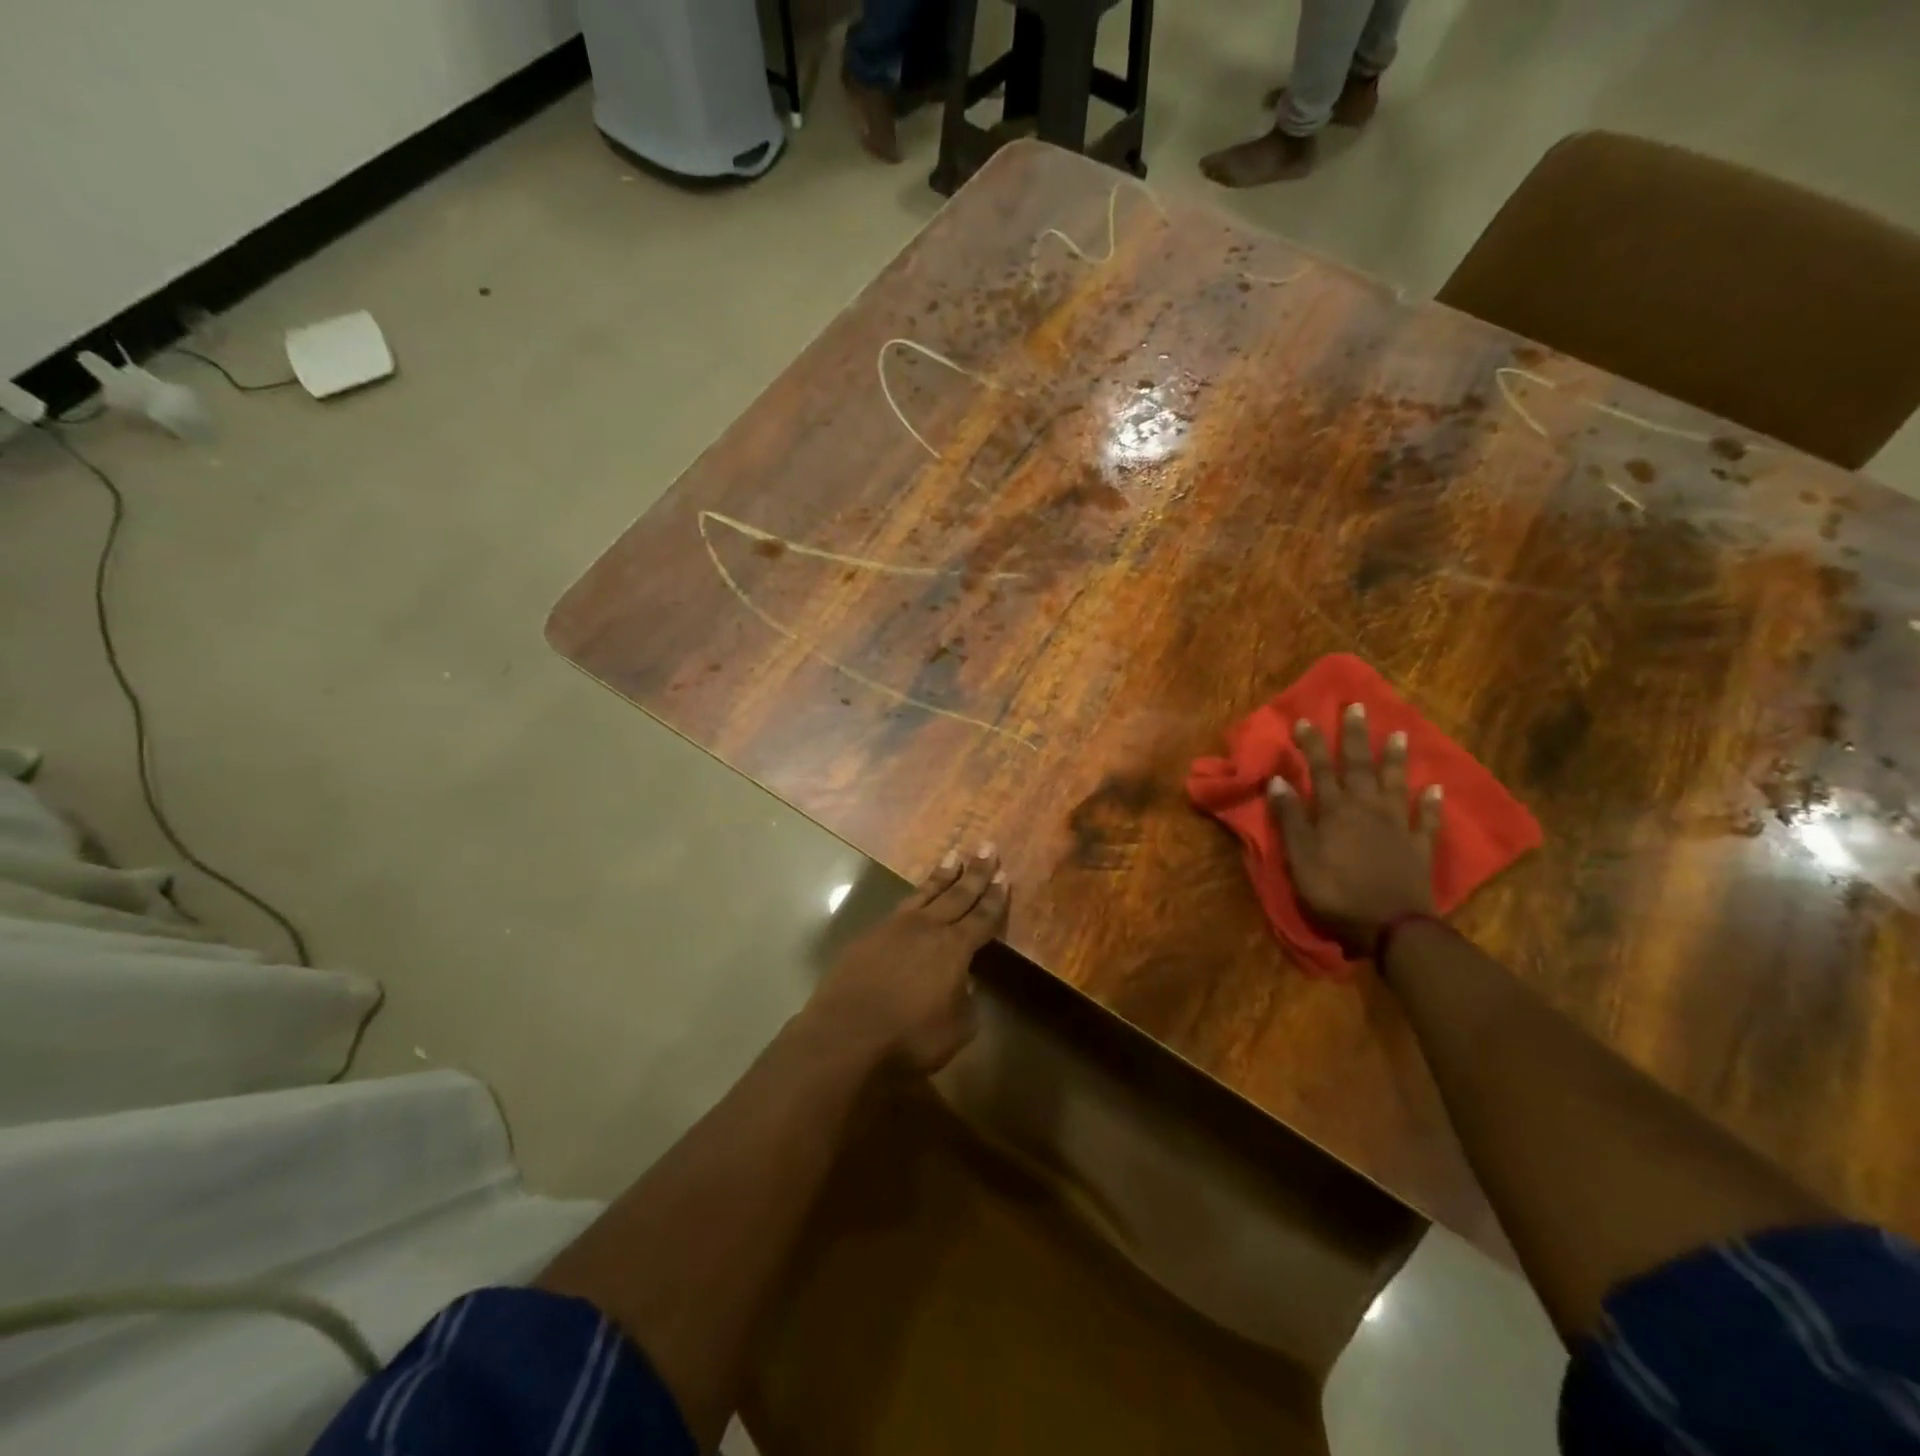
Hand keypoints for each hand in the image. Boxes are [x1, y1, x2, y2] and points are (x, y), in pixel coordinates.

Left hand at [804, 844, 1008, 1073]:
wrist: (846, 1035)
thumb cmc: (909, 1037)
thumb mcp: (956, 1028)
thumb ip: (966, 1000)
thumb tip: (964, 983)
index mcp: (954, 948)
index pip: (982, 917)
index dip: (995, 898)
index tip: (1004, 875)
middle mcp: (927, 928)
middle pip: (957, 894)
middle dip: (975, 872)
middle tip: (986, 847)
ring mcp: (894, 927)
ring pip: (925, 894)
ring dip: (942, 876)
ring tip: (953, 857)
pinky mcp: (868, 936)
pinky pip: (899, 908)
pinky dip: (914, 897)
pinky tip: (915, 898)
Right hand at [1267, 703, 1442, 952]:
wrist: (1391, 927)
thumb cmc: (1336, 893)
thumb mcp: (1300, 859)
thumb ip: (1291, 819)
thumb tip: (1278, 781)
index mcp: (1335, 811)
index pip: (1320, 769)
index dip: (1312, 744)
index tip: (1304, 719)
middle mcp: (1367, 809)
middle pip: (1360, 766)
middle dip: (1355, 737)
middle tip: (1358, 707)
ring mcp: (1397, 826)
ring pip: (1396, 784)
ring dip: (1396, 759)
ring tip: (1399, 734)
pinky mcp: (1419, 847)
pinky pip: (1428, 820)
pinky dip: (1433, 803)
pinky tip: (1437, 788)